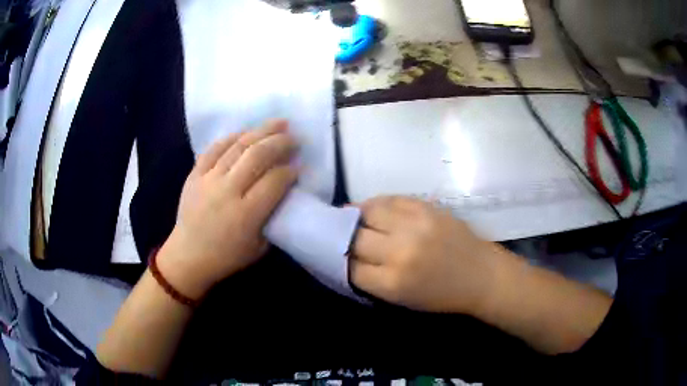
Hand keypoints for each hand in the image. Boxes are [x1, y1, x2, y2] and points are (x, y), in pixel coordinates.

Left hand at [157, 120, 298, 299]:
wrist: (188, 255)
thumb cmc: (227, 256)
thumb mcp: (259, 246)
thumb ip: (273, 216)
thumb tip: (284, 190)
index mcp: (245, 214)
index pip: (275, 181)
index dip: (290, 171)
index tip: (298, 167)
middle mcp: (227, 191)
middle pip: (258, 155)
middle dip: (280, 142)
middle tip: (294, 137)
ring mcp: (208, 179)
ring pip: (238, 146)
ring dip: (261, 131)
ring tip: (278, 123)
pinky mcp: (195, 174)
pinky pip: (214, 148)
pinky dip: (232, 137)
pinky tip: (246, 132)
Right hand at [350, 196, 505, 313]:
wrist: (480, 275)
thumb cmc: (441, 295)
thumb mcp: (401, 299)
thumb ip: (371, 279)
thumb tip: (346, 257)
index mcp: (392, 283)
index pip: (349, 267)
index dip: (341, 262)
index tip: (341, 258)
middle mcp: (400, 251)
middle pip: (354, 238)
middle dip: (345, 240)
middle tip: (344, 238)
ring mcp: (414, 224)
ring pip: (367, 211)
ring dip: (356, 217)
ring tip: (355, 220)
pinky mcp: (425, 207)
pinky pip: (389, 199)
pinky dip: (376, 204)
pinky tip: (374, 210)